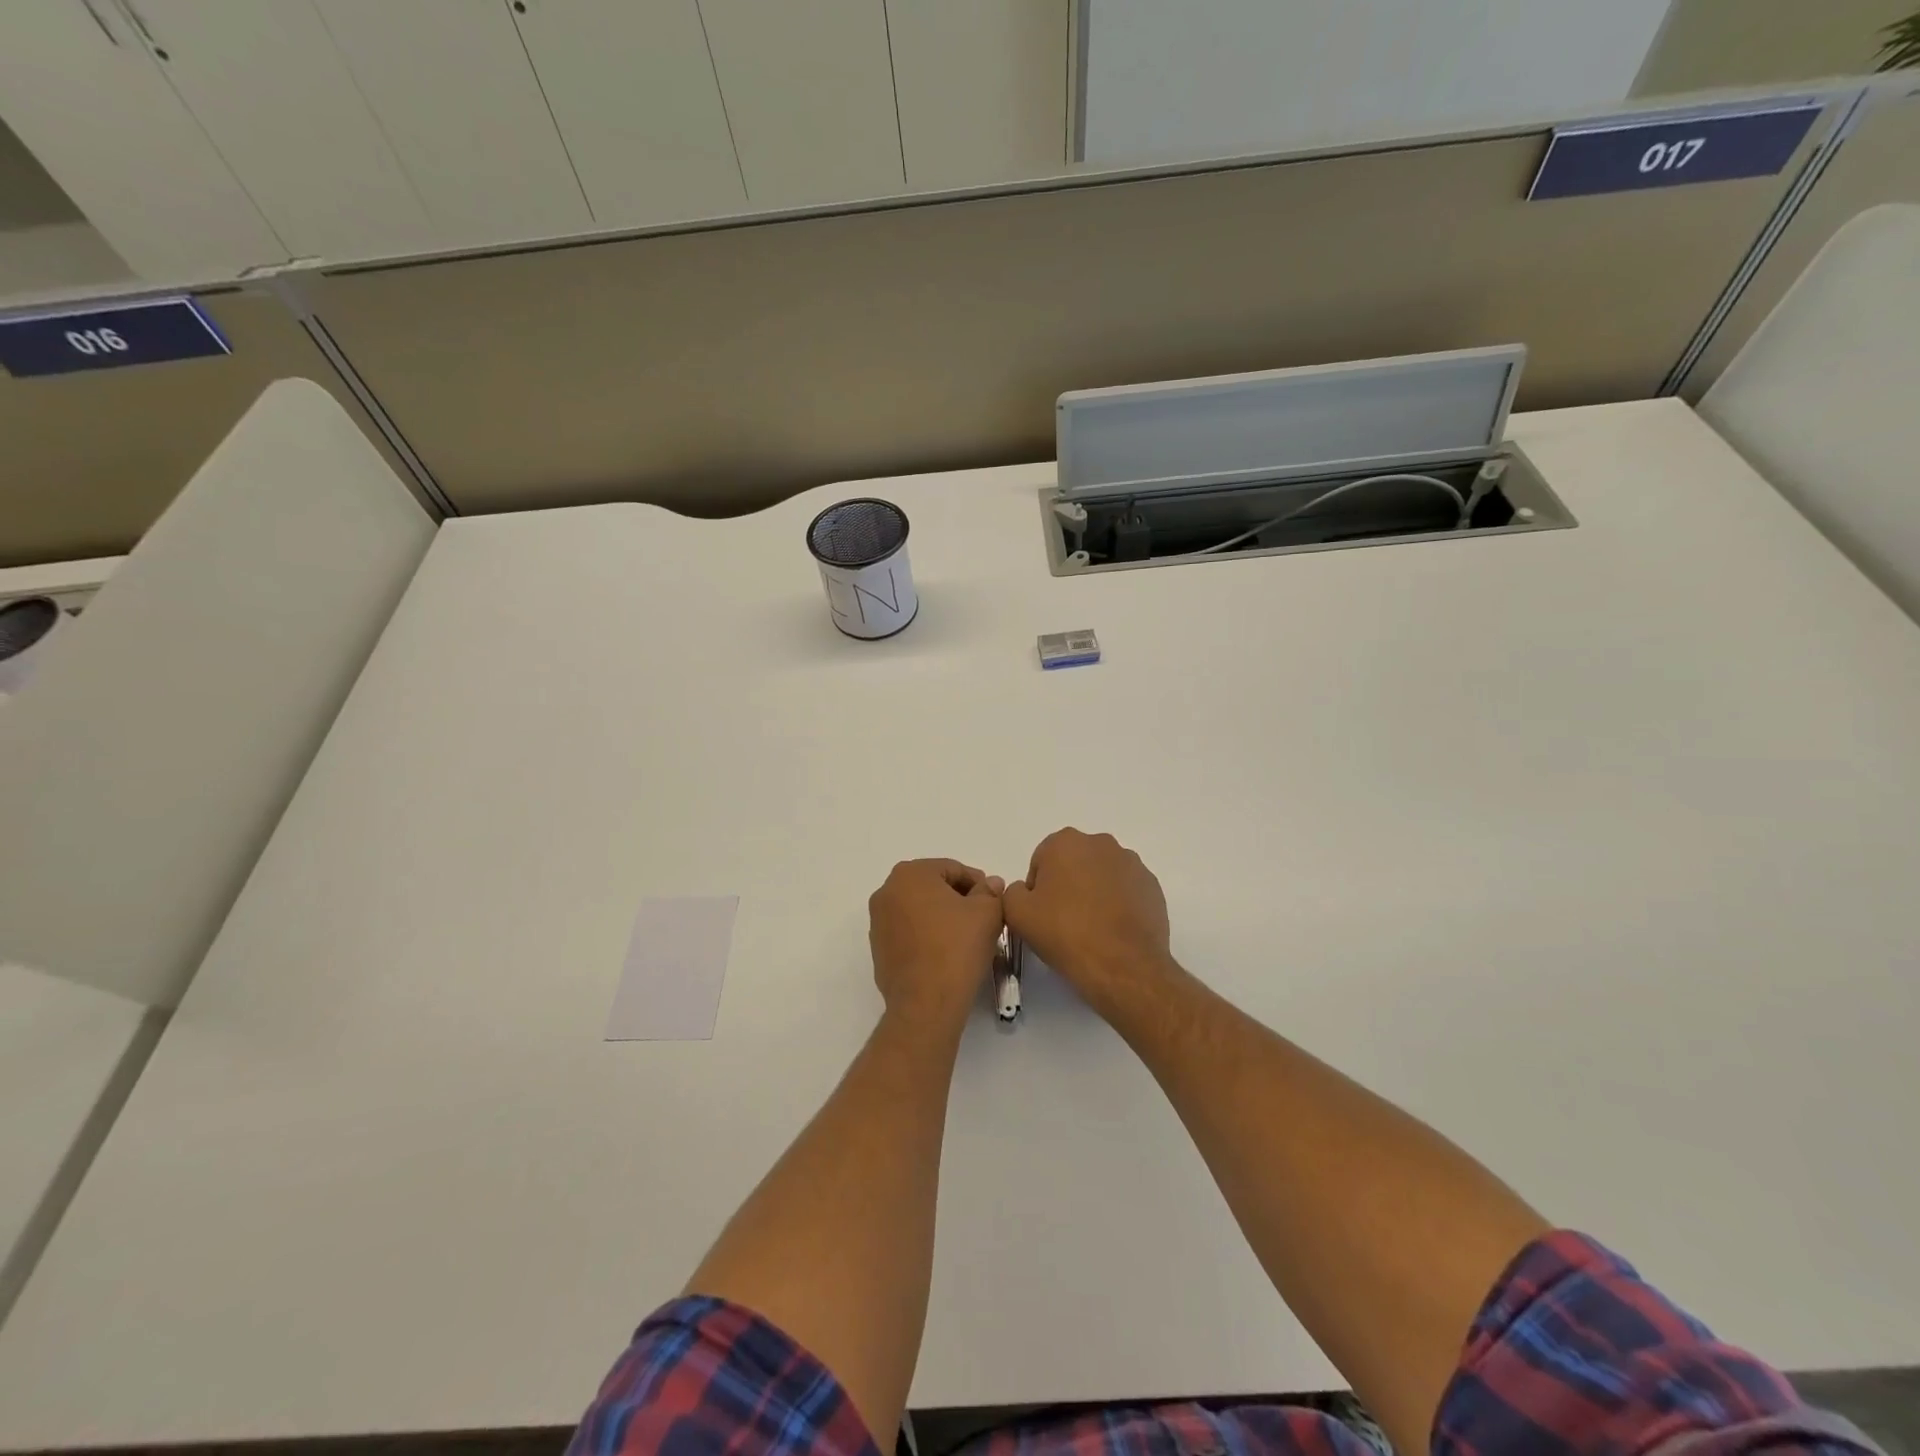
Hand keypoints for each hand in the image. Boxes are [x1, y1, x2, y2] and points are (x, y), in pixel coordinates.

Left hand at [869, 859, 1004, 1033]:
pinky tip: (947, 953)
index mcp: (910, 874)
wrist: (926, 1003)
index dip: (978, 883)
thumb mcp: (986, 912)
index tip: (994, 901)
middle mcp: (887, 892)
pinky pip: (909, 932)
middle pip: (933, 887)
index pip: (952, 869)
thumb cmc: (957, 948)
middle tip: (983, 918)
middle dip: (959, 899)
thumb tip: (990, 884)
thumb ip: (990, 892)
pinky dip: (927, 936)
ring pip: (920, 910)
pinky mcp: (878, 949)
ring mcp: (878, 922)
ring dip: (943, 917)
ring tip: (967, 937)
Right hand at [1002, 829, 1174, 1018]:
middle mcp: (1101, 843)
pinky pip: (1126, 891)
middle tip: (1063, 922)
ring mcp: (1132, 864)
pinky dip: (1118, 905)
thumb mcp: (1017, 913)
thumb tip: (1027, 891)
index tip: (1041, 915)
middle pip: (1074, 864)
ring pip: (1101, 876)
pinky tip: (1112, 932)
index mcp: (1066, 842)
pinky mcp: (1152, 887)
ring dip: (1094, 894)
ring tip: (1090, 929)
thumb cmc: (1065, 933)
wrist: (1123, 965)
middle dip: (1067, 886)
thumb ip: (1013, 892)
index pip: (1042, 861)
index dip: (1037, 890)